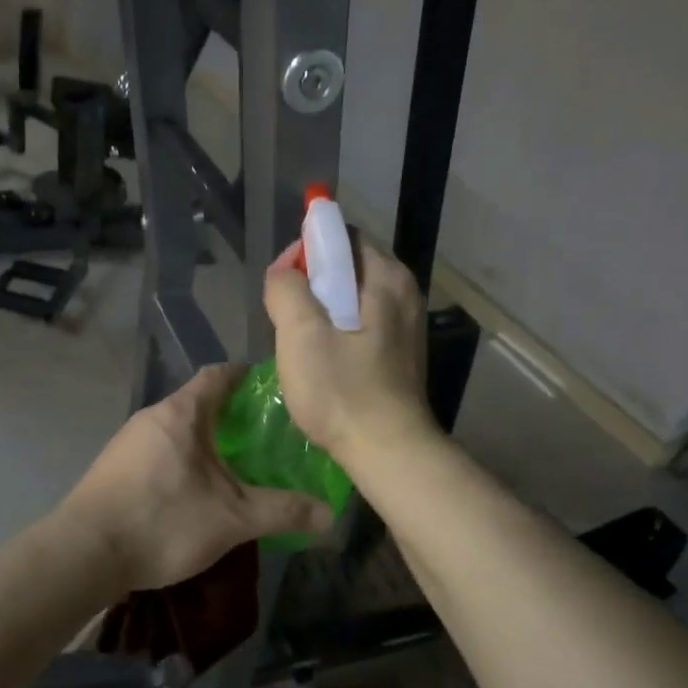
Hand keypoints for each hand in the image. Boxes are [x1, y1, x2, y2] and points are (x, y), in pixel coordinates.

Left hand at [60, 365, 334, 590]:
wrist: (84, 554)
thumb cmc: (163, 521)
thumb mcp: (233, 518)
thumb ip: (282, 511)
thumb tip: (330, 515)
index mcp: (182, 412)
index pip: (219, 374)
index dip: (247, 376)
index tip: (274, 389)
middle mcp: (152, 417)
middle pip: (198, 403)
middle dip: (232, 416)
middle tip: (266, 436)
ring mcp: (128, 443)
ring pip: (178, 430)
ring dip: (206, 442)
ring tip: (237, 466)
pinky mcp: (114, 469)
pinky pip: (159, 452)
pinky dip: (184, 461)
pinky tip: (196, 491)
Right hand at [264, 238, 432, 467]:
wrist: (388, 450)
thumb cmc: (342, 391)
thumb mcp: (300, 334)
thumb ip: (286, 288)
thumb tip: (284, 273)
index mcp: (386, 277)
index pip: (340, 237)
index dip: (305, 252)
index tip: (281, 286)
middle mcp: (404, 293)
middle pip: (346, 268)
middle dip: (310, 286)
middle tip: (287, 319)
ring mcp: (406, 325)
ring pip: (351, 299)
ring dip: (321, 313)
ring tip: (301, 344)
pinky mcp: (401, 353)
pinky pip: (361, 325)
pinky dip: (338, 332)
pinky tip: (324, 363)